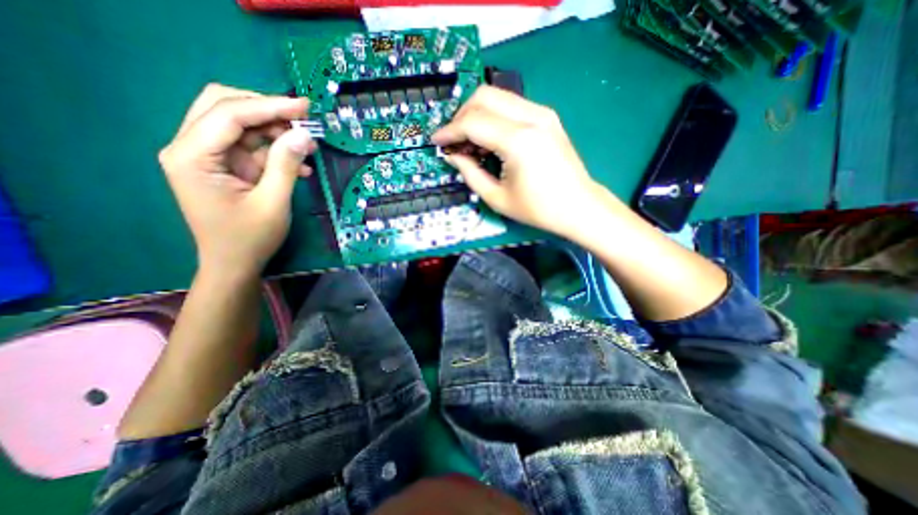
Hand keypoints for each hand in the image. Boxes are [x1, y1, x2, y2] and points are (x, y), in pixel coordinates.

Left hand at [156, 82, 315, 277]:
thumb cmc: (250, 238)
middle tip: (303, 118)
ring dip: (275, 131)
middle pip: (224, 107)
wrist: (234, 264)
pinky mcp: (224, 167)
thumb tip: (303, 134)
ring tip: (307, 144)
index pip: (228, 114)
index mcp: (192, 156)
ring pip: (239, 125)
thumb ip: (285, 165)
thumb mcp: (273, 202)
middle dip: (266, 110)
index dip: (269, 106)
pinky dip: (275, 151)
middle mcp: (191, 148)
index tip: (304, 106)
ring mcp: (207, 157)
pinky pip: (250, 148)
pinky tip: (299, 165)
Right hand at [431, 87, 604, 239]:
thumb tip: (452, 155)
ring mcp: (542, 113)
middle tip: (454, 141)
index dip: (450, 131)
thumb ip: (469, 173)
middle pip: (483, 96)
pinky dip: (493, 117)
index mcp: (519, 141)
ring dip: (476, 114)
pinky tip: (490, 140)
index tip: (437, 141)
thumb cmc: (538, 209)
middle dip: (461, 116)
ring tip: (470, 143)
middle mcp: (532, 117)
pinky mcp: (547, 117)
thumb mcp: (496, 198)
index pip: (473, 122)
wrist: (578, 206)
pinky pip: (511, 106)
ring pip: (497, 96)